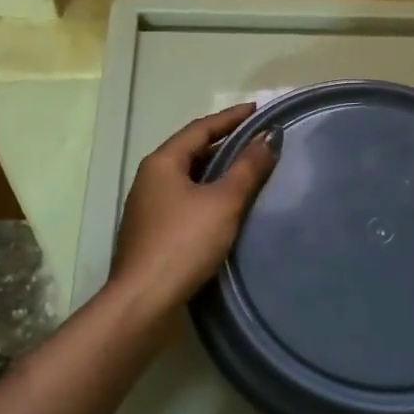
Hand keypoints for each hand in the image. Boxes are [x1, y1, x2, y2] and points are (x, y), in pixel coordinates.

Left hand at [111, 102, 279, 309]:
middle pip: (192, 150)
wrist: (144, 302)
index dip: (231, 117)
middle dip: (225, 142)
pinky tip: (228, 205)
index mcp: (162, 162)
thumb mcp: (223, 201)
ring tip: (249, 168)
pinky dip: (209, 193)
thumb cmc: (184, 243)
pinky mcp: (153, 232)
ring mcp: (149, 207)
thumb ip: (248, 167)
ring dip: (217, 169)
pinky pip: (186, 199)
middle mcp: (150, 178)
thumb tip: (270, 136)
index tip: (258, 110)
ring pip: (189, 177)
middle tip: (257, 139)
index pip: (201, 128)